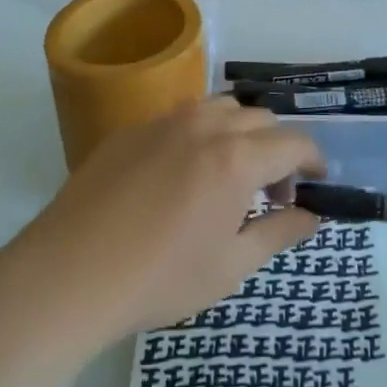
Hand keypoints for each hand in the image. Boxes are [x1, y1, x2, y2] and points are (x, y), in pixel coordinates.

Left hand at [8, 97, 323, 343]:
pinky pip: (179, 117)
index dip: (314, 161)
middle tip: (271, 192)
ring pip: (219, 107)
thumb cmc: (159, 279)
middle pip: (259, 119)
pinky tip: (181, 174)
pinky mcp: (129, 130)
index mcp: (236, 159)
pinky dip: (200, 134)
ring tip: (229, 173)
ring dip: (239, 132)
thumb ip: (279, 234)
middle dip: (278, 148)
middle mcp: (204, 126)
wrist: (69, 275)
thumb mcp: (231, 267)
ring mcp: (162, 122)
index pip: (293, 144)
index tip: (317, 182)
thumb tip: (313, 216)